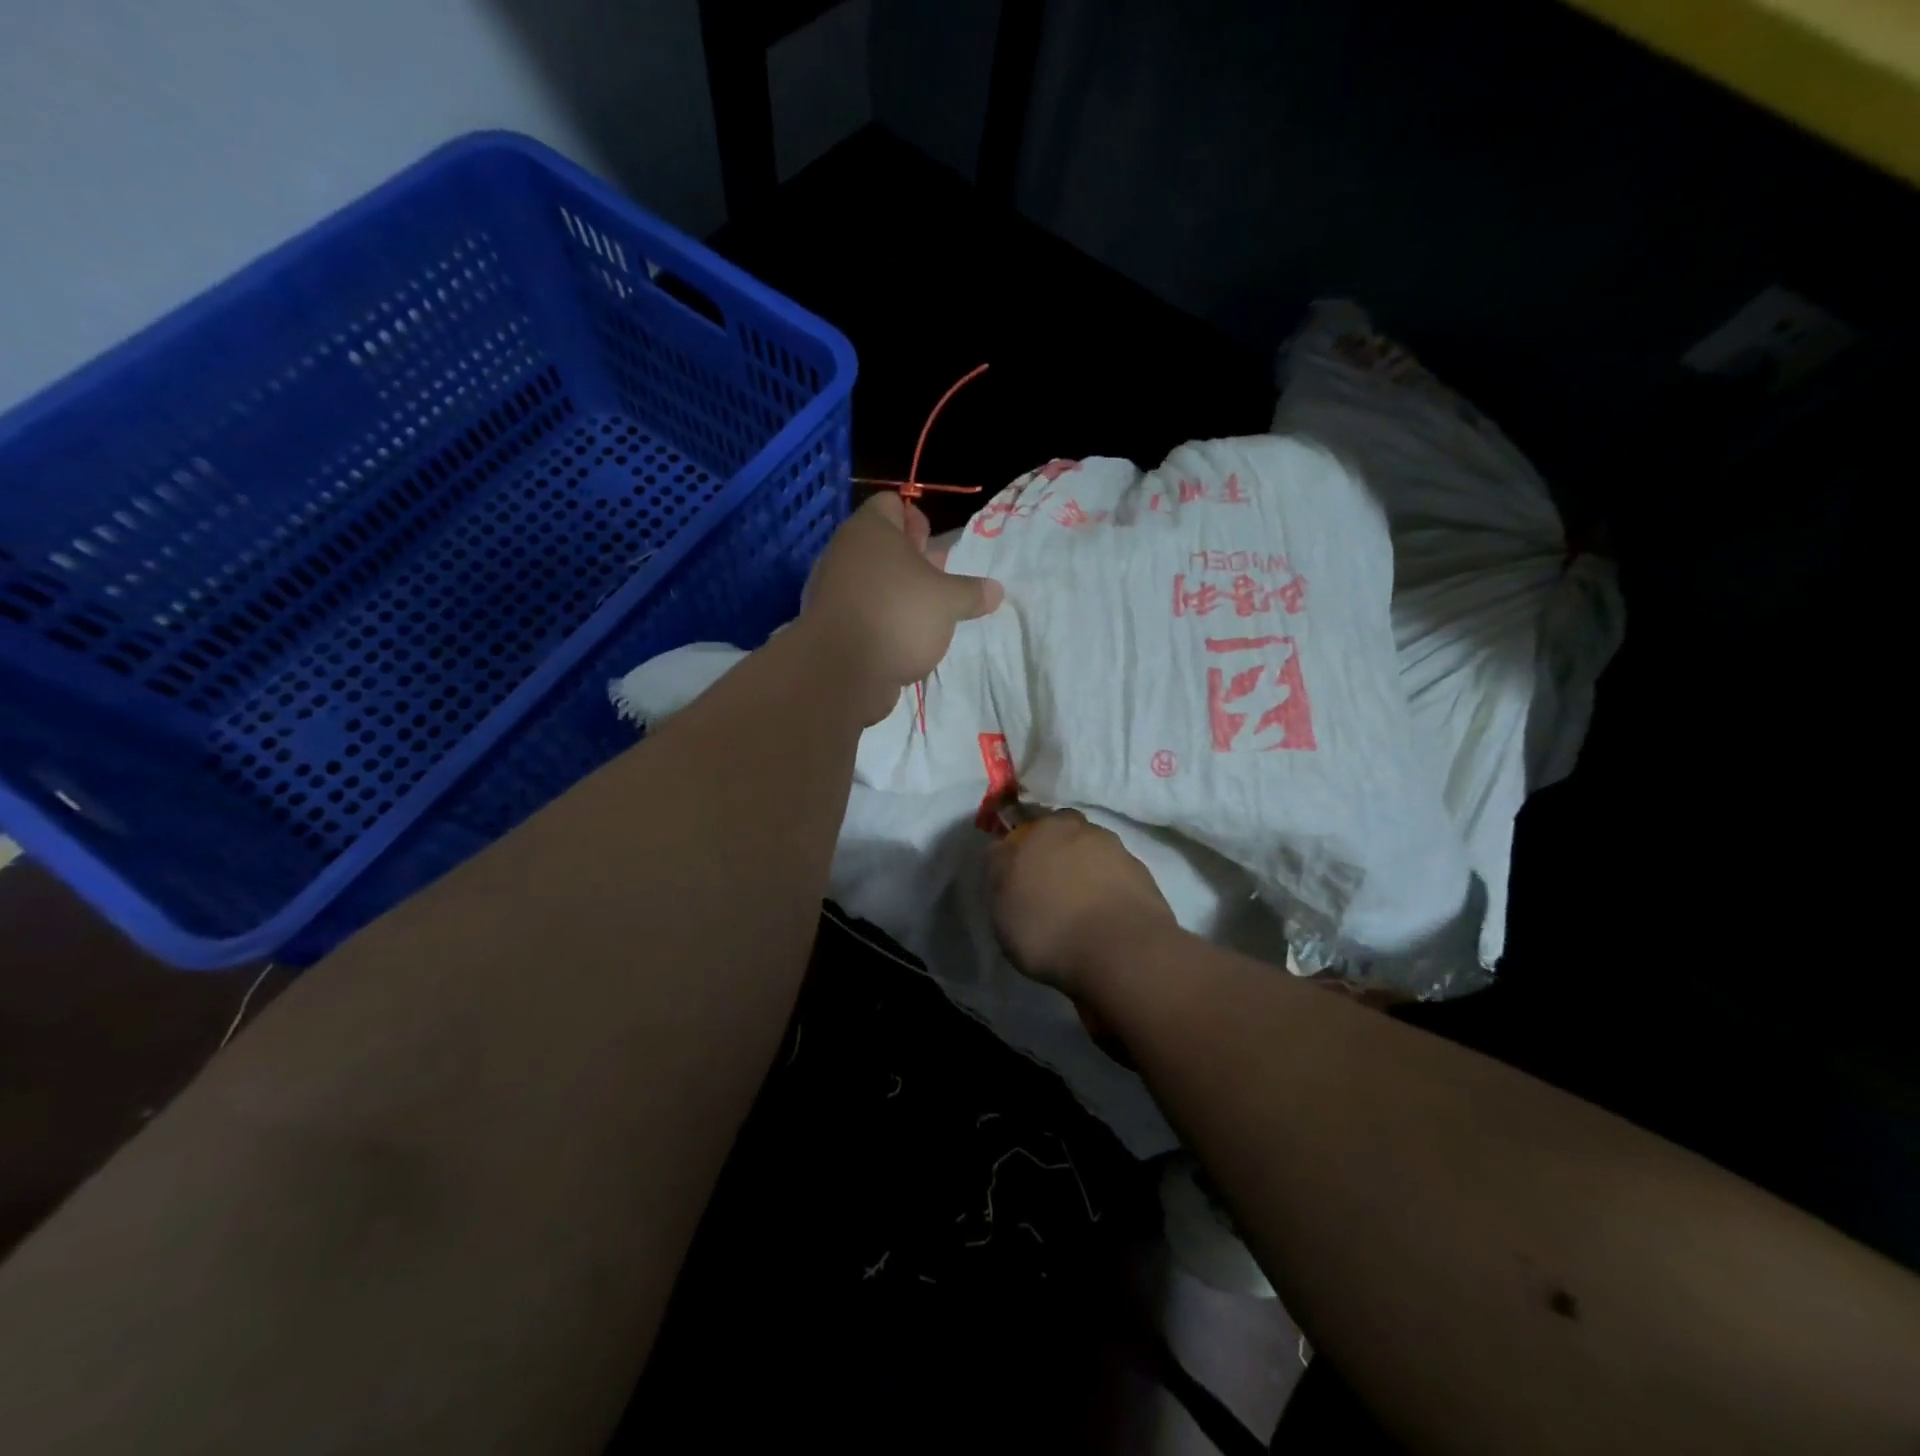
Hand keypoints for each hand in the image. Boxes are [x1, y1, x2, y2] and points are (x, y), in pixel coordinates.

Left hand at [801, 493, 1002, 723]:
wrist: (842, 671)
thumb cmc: (899, 616)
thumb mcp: (949, 601)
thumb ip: (972, 592)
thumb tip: (996, 591)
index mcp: (870, 529)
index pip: (891, 504)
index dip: (917, 520)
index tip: (934, 547)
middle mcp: (844, 551)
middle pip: (881, 544)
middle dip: (911, 560)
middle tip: (938, 581)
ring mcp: (830, 588)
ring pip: (870, 578)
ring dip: (897, 592)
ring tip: (924, 614)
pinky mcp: (827, 622)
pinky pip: (859, 609)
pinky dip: (879, 618)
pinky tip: (900, 639)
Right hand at [988, 810, 1177, 997]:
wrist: (1122, 954)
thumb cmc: (1048, 924)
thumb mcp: (1001, 900)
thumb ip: (1000, 867)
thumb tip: (1004, 849)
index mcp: (1050, 827)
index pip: (1032, 825)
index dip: (1025, 848)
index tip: (1020, 874)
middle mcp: (1089, 832)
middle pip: (1068, 838)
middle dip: (1060, 857)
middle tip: (1049, 891)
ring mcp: (1123, 856)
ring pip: (1096, 859)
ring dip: (1088, 877)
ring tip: (1079, 913)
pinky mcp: (1147, 885)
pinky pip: (1119, 885)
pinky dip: (1110, 898)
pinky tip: (1103, 924)